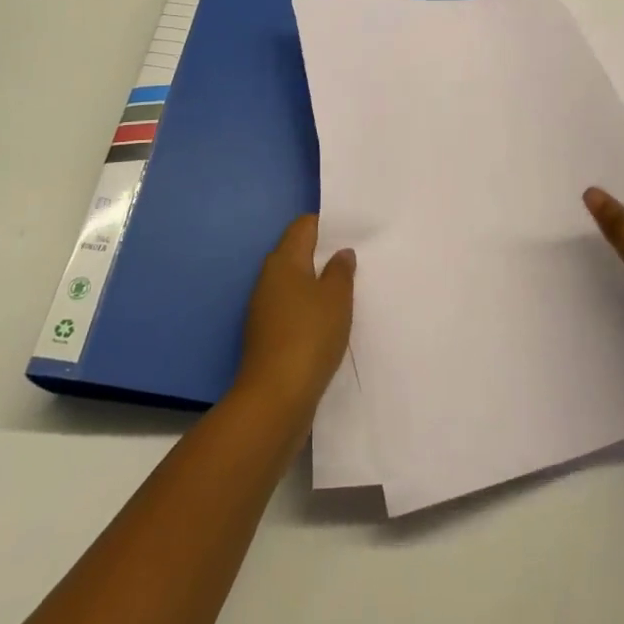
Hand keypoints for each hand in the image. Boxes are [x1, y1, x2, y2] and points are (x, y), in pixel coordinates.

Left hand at [235, 215, 355, 424]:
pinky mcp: (268, 336)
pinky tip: (332, 322)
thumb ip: (340, 270)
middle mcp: (269, 279)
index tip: (354, 231)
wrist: (275, 399)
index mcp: (283, 261)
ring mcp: (265, 309)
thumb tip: (340, 253)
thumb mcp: (336, 298)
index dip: (328, 224)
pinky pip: (293, 310)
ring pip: (296, 284)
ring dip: (319, 285)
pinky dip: (311, 310)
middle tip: (358, 259)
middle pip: (298, 254)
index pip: (304, 226)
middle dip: (325, 255)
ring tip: (350, 290)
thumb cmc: (309, 336)